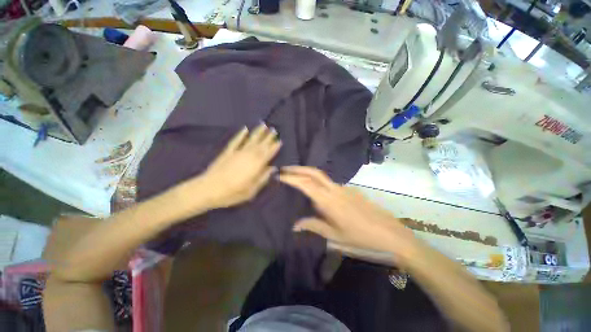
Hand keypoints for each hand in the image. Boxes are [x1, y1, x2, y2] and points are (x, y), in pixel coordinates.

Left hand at [179, 124, 280, 212]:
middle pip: (261, 145)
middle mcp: (248, 155)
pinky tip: (245, 129)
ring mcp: (237, 152)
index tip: (280, 140)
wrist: (208, 189)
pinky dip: (241, 134)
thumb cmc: (232, 193)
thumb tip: (272, 168)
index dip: (274, 147)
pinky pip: (236, 141)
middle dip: (268, 137)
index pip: (268, 154)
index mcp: (256, 165)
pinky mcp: (228, 152)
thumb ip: (263, 178)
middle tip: (275, 129)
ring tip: (264, 125)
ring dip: (258, 132)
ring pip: (250, 140)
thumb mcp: (251, 191)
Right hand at [279, 166, 417, 261]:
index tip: (280, 175)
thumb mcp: (334, 236)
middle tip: (285, 169)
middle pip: (314, 173)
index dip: (291, 178)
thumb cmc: (361, 238)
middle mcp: (335, 189)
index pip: (305, 184)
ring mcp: (344, 188)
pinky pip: (329, 183)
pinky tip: (316, 191)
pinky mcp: (350, 190)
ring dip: (307, 174)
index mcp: (329, 201)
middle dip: (298, 169)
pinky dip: (318, 182)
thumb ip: (313, 226)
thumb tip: (294, 225)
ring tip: (296, 178)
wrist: (390, 234)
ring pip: (321, 176)